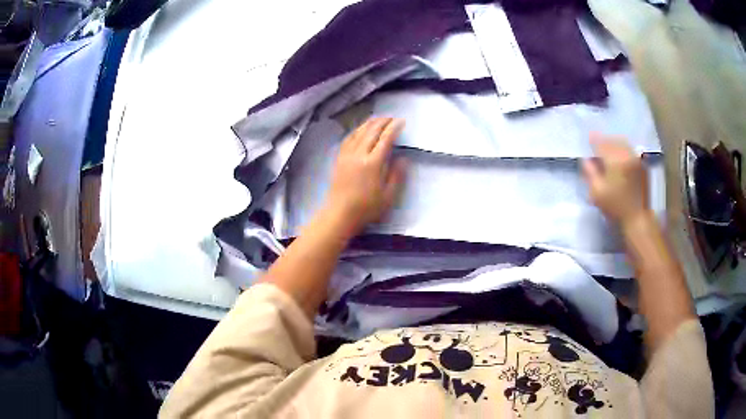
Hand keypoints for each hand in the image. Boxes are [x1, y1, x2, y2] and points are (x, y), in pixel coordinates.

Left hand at [323, 117, 407, 234]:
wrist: (339, 214)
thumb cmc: (366, 208)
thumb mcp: (388, 196)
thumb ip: (397, 175)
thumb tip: (403, 158)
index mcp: (373, 163)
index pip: (385, 139)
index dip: (394, 128)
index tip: (401, 121)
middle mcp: (359, 154)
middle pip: (371, 131)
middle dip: (383, 121)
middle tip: (392, 118)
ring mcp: (347, 155)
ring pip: (359, 132)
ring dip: (369, 123)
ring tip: (378, 119)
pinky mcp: (339, 159)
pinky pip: (348, 139)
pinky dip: (356, 130)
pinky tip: (360, 129)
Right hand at [582, 133, 649, 225]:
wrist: (638, 218)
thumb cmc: (616, 207)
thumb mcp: (597, 193)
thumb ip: (590, 173)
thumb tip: (586, 160)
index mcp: (615, 160)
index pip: (601, 143)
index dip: (593, 140)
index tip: (588, 138)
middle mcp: (626, 155)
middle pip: (612, 141)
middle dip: (604, 141)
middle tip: (597, 144)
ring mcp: (636, 159)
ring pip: (622, 143)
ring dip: (614, 143)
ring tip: (608, 149)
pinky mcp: (642, 165)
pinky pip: (630, 150)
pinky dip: (622, 149)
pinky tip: (619, 156)